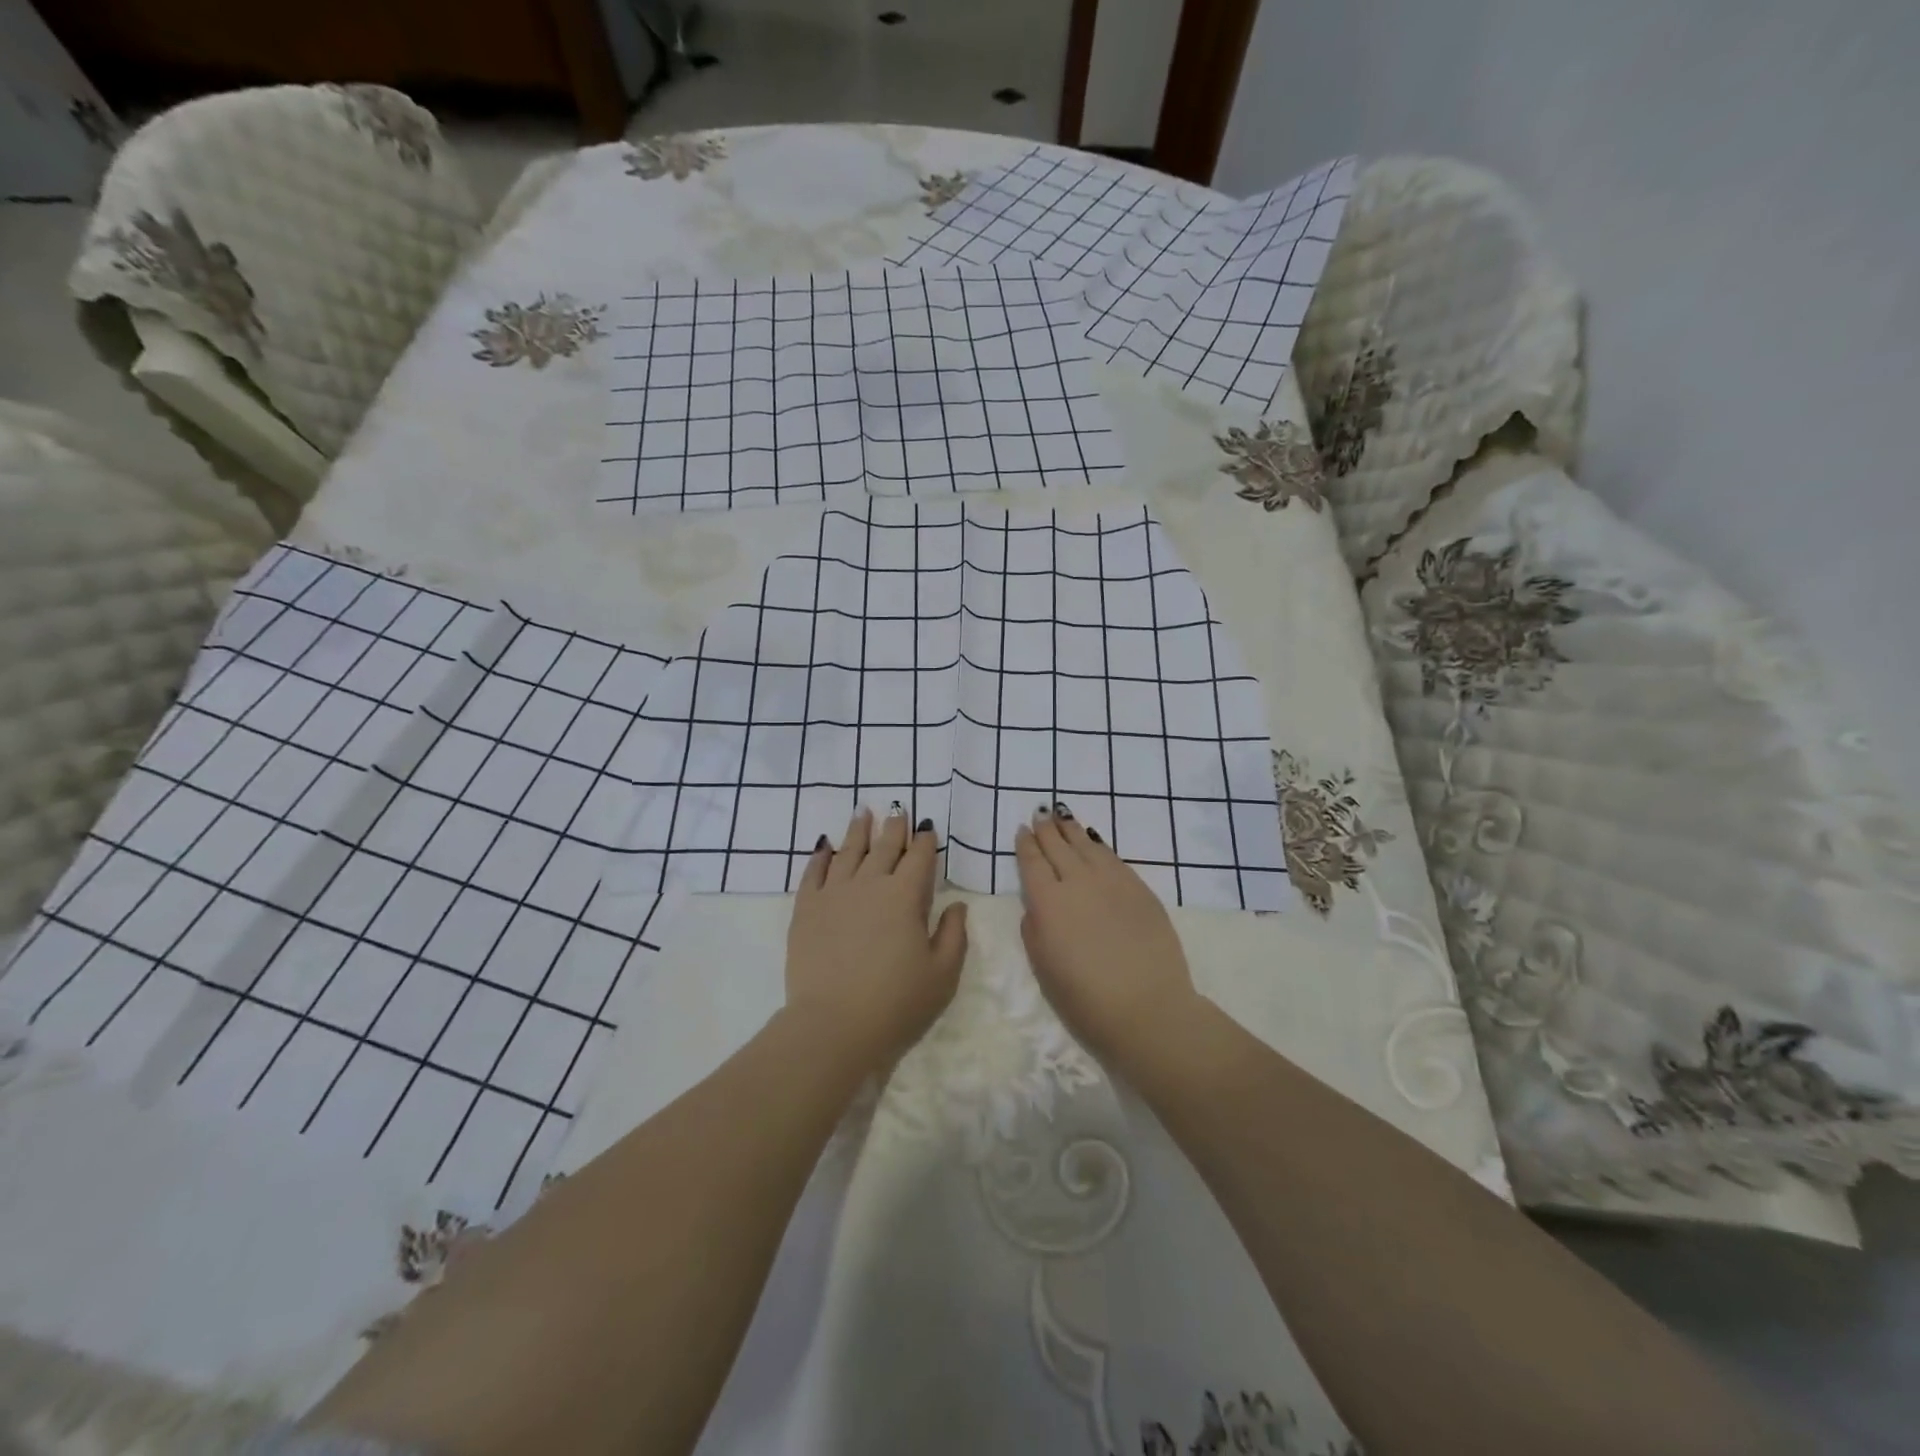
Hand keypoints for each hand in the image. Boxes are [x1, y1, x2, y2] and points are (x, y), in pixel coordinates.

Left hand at [785, 806, 968, 1069]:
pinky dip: (820, 856)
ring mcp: (834, 893)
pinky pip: (813, 872)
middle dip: (894, 826)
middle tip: (898, 808)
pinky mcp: (806, 909)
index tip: (927, 827)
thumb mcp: (943, 974)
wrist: (832, 1026)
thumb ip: (954, 934)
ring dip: (858, 830)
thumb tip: (956, 904)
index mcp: (905, 896)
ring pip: (848, 851)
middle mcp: (870, 884)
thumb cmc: (896, 1004)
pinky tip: (824, 846)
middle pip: (884, 847)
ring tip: (862, 812)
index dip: (925, 841)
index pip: (919, 858)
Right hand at [1015, 803, 1196, 1065]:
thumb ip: (1034, 930)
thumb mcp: (1043, 968)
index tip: (1022, 830)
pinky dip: (1099, 845)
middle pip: (1058, 847)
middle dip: (1046, 829)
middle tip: (1040, 814)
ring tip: (1062, 816)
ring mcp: (1112, 882)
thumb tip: (1037, 906)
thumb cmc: (1085, 999)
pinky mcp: (1139, 889)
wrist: (1147, 1008)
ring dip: (1071, 830)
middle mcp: (1078, 882)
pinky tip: (1094, 842)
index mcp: (1048, 903)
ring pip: (1087, 846)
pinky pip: (1113, 858)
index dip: (1026, 845)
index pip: (1032, 863)